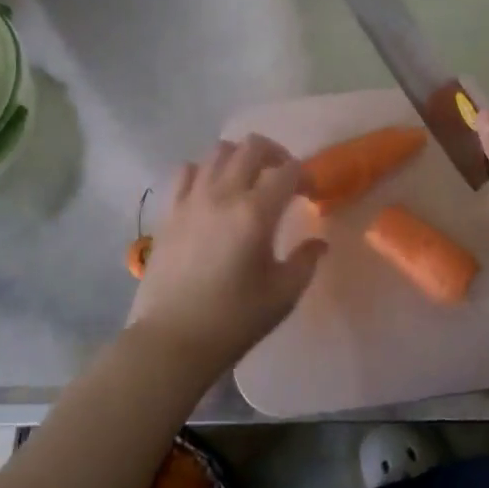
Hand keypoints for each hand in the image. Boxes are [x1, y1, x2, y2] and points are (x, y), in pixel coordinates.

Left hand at [126, 135, 325, 384]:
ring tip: (248, 181)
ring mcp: (191, 199)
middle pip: (252, 146)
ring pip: (218, 151)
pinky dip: (204, 171)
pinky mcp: (169, 211)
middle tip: (284, 178)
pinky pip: (186, 171)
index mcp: (255, 213)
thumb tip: (318, 242)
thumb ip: (305, 261)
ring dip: (240, 158)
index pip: (288, 171)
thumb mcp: (282, 295)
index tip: (311, 194)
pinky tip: (211, 192)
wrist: (172, 341)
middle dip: (276, 154)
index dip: (305, 177)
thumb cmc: (233, 320)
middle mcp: (223, 194)